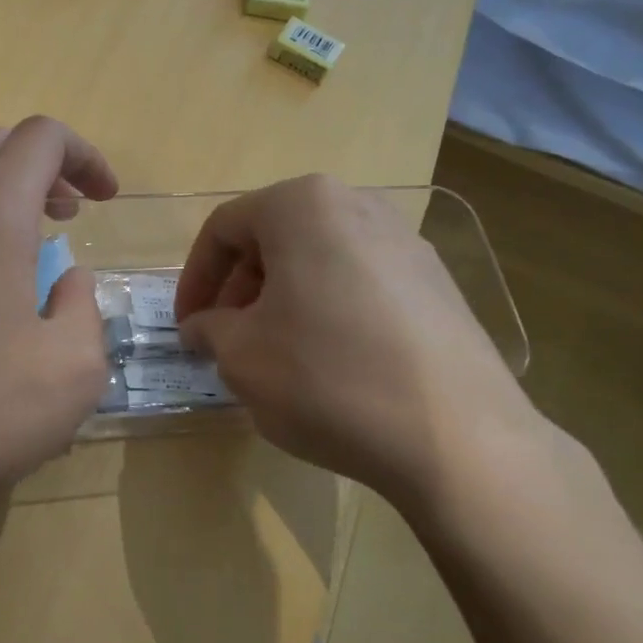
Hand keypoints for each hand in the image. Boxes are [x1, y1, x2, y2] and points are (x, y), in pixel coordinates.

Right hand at [175, 176, 545, 508]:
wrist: (457, 437)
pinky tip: (331, 365)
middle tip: (227, 341)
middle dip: (240, 290)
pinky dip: (328, 312)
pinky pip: (361, 284)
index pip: (224, 229)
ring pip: (319, 261)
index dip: (194, 280)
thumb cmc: (327, 377)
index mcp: (303, 205)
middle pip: (274, 239)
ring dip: (282, 301)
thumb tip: (204, 327)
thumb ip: (210, 330)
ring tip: (275, 355)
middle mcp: (359, 205)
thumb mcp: (241, 356)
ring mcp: (407, 243)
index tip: (186, 327)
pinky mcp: (438, 285)